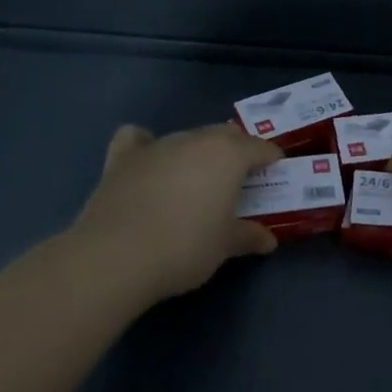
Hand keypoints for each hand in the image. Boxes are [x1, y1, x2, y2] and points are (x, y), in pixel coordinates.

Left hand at [72, 123, 281, 302]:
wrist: (116, 256)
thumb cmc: (185, 247)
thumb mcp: (225, 246)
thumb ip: (248, 236)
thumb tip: (268, 240)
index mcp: (229, 154)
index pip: (260, 147)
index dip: (271, 158)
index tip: (275, 172)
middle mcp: (196, 139)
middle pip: (225, 135)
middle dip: (236, 151)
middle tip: (239, 179)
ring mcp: (158, 145)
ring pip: (188, 137)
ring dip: (197, 152)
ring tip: (196, 180)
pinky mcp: (123, 158)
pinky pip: (138, 139)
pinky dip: (145, 145)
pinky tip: (147, 161)